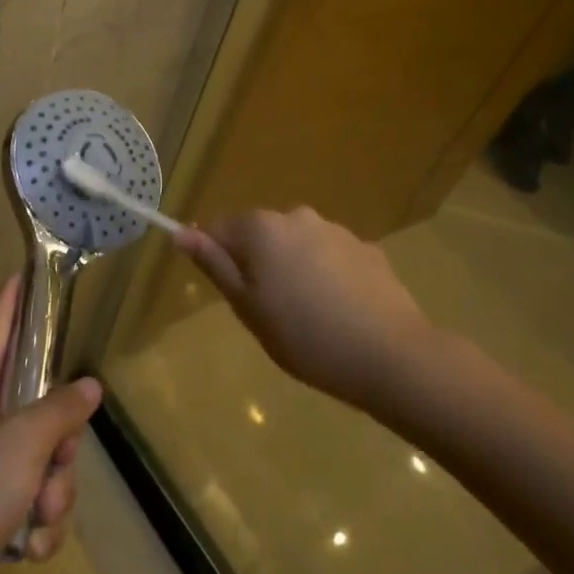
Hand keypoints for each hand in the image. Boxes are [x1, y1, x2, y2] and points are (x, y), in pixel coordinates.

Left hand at [0, 274, 101, 573]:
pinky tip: (27, 546)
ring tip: (38, 512)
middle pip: (36, 399)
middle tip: (59, 457)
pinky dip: (39, 522)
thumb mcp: (25, 444)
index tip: (28, 270)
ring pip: (43, 455)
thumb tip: (90, 386)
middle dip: (60, 437)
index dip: (14, 296)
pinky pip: (33, 497)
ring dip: (53, 489)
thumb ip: (62, 410)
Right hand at [174, 207, 441, 417]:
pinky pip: (330, 257)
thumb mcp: (247, 307)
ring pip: (296, 245)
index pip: (218, 229)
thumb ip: (214, 265)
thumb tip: (181, 233)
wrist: (392, 356)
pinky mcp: (367, 250)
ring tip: (309, 317)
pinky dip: (326, 277)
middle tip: (269, 313)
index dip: (218, 260)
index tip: (233, 296)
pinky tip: (340, 313)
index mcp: (260, 228)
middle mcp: (296, 216)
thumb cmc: (305, 336)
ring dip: (293, 269)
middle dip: (257, 264)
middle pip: (259, 235)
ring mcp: (336, 230)